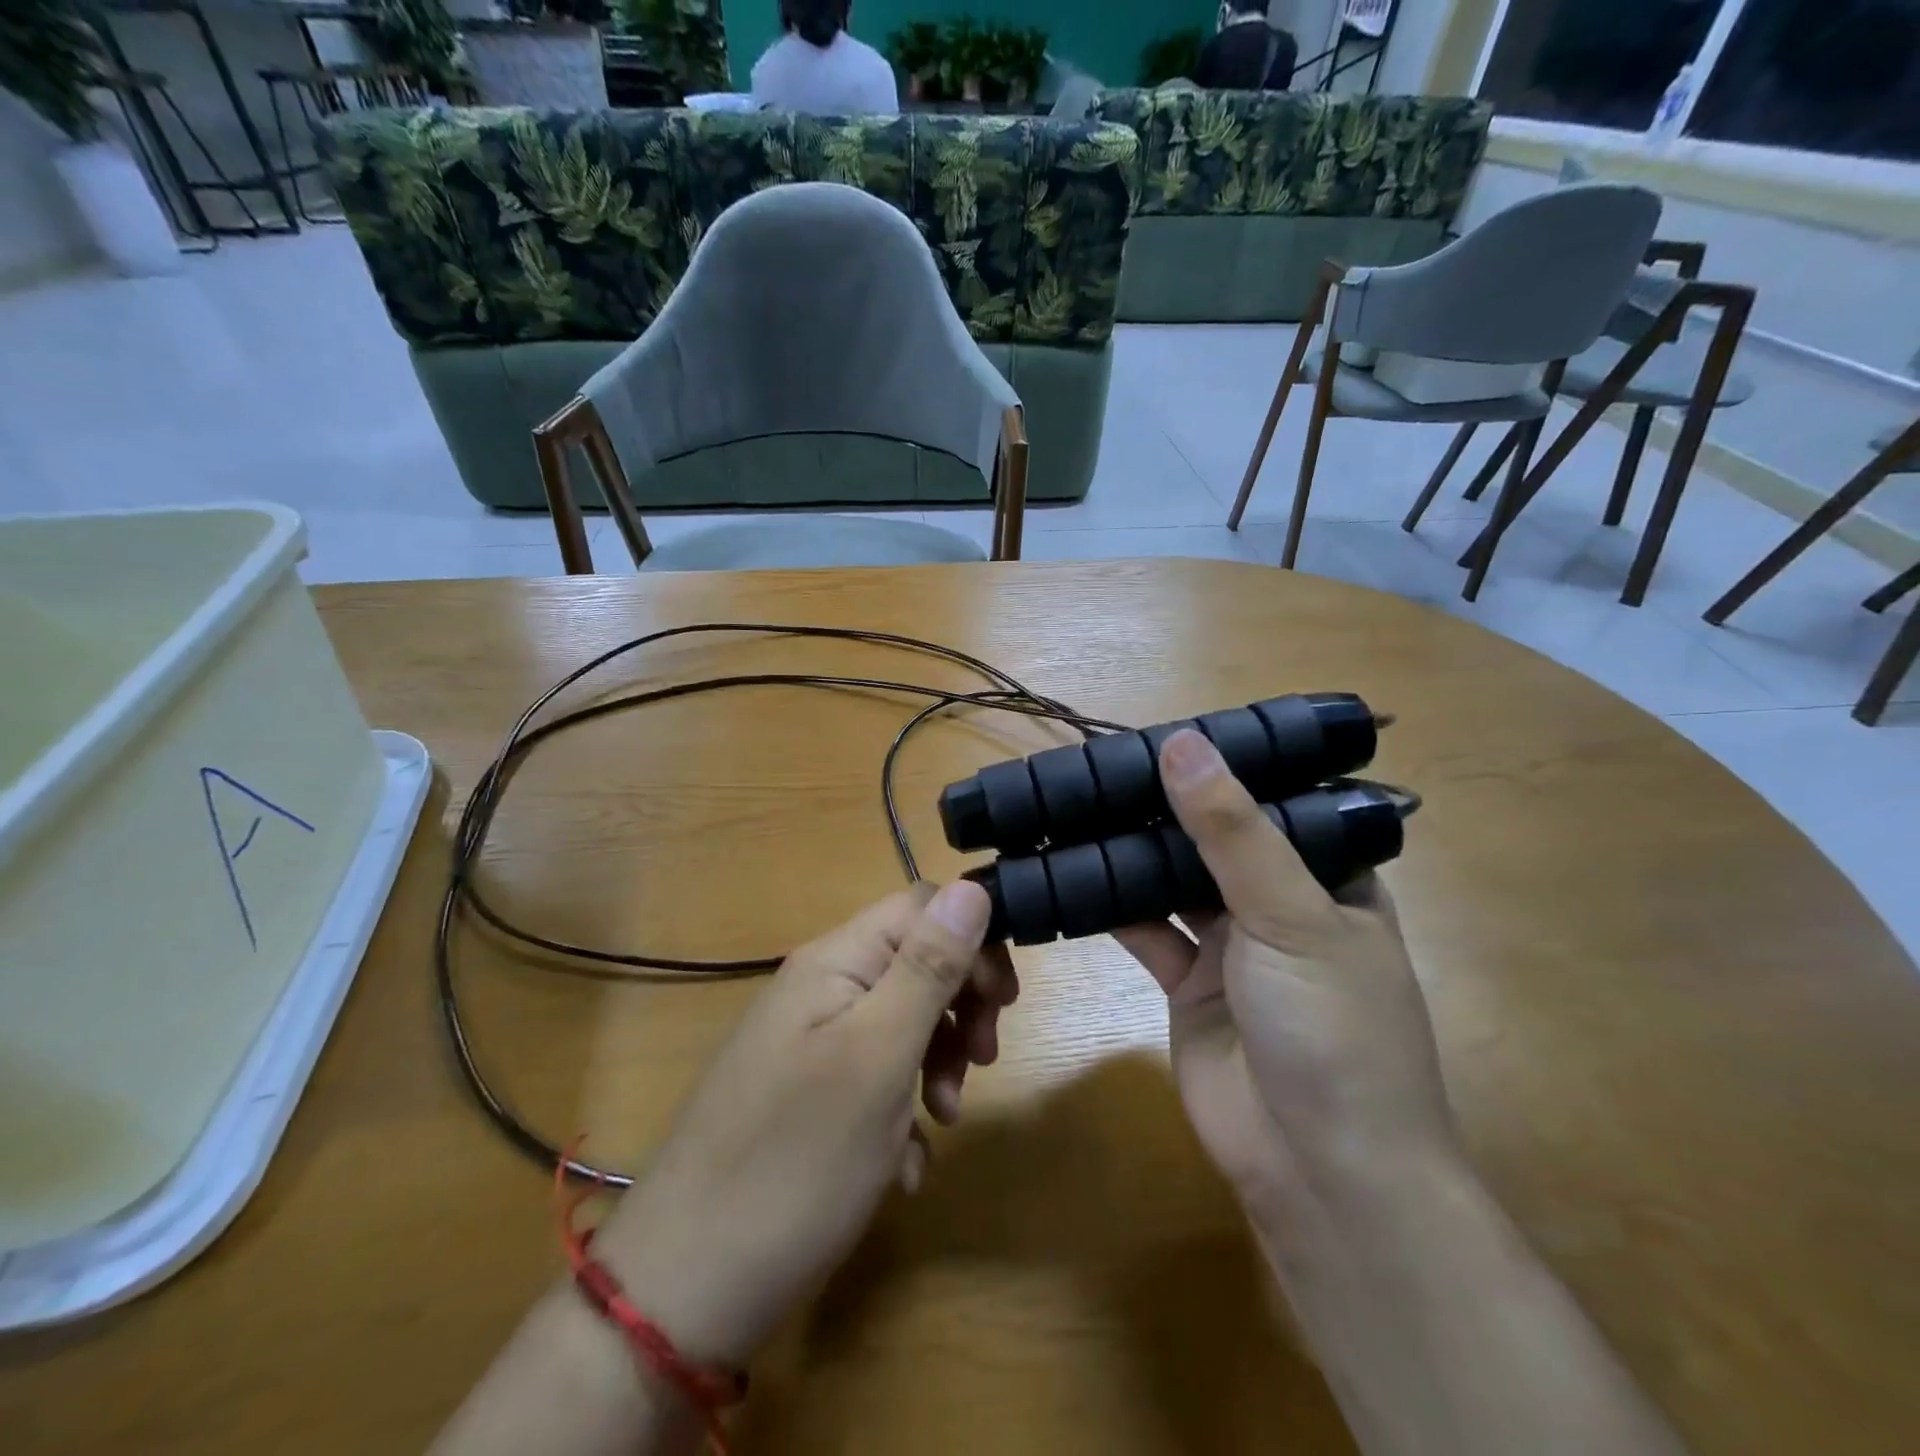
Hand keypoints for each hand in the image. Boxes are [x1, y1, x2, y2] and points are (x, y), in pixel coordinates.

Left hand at [592, 882, 1013, 1367]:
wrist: (685, 1289)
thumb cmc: (797, 1161)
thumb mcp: (879, 1057)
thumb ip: (927, 968)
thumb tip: (972, 887)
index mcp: (835, 962)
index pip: (922, 907)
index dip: (972, 941)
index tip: (1004, 1003)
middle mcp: (820, 988)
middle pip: (915, 962)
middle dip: (960, 1007)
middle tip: (982, 1063)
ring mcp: (810, 1043)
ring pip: (901, 1022)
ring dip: (937, 1062)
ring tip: (941, 1120)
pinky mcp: (807, 1095)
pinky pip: (875, 1076)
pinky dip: (902, 1109)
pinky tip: (902, 1163)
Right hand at [1116, 730, 1458, 1228]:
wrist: (1316, 1172)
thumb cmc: (1331, 1030)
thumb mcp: (1291, 917)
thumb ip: (1232, 832)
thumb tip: (1181, 743)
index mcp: (1329, 879)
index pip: (1274, 801)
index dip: (1225, 766)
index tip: (1165, 730)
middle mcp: (1278, 905)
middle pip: (1215, 839)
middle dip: (1166, 807)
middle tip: (1103, 763)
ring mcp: (1230, 947)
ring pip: (1173, 881)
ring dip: (1132, 852)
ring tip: (1078, 805)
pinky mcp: (1185, 984)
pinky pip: (1144, 929)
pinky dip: (1111, 904)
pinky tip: (1069, 873)